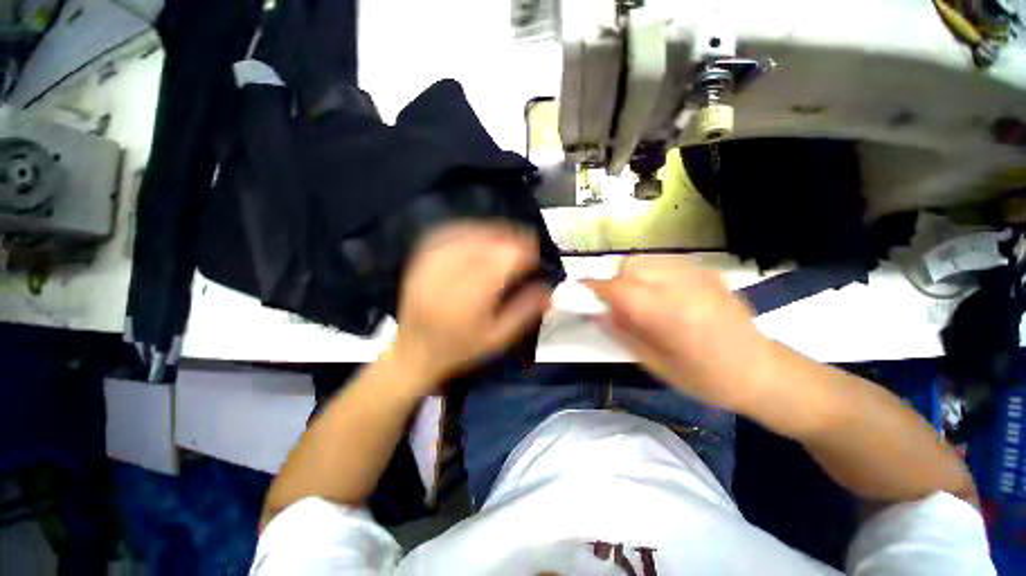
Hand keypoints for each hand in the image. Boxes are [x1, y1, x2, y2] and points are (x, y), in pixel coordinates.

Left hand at [390, 222, 551, 387]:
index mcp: (470, 299)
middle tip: (525, 246)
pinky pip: (446, 233)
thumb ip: (525, 312)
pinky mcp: (420, 259)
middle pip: (486, 243)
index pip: (502, 261)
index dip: (523, 253)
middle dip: (510, 240)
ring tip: (507, 237)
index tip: (535, 257)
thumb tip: (550, 291)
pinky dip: (467, 229)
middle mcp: (448, 276)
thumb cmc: (460, 349)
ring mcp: (431, 265)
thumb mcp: (498, 338)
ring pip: (466, 234)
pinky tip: (479, 232)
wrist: (414, 352)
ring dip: (491, 232)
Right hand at [585, 257, 770, 410]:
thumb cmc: (704, 377)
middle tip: (618, 303)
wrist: (760, 371)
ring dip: (633, 275)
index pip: (618, 288)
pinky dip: (652, 273)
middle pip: (630, 265)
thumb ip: (621, 332)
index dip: (594, 288)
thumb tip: (595, 311)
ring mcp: (698, 275)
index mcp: (667, 314)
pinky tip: (663, 294)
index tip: (581, 293)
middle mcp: (681, 286)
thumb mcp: (654, 363)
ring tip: (640, 299)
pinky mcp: (708, 272)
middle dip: (615, 281)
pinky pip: (666, 263)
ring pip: (647, 259)